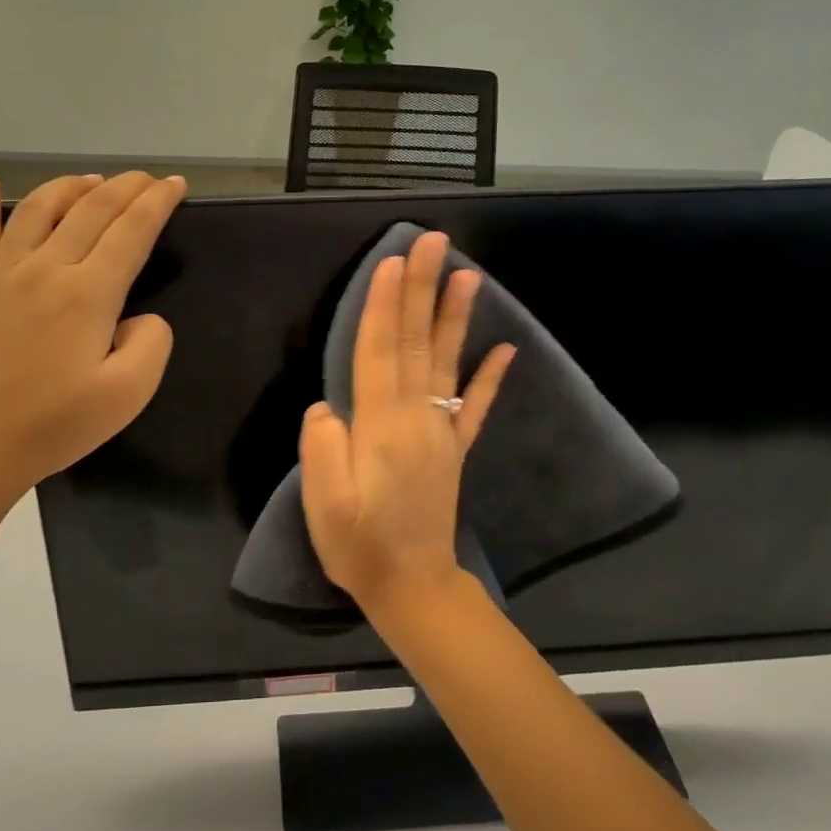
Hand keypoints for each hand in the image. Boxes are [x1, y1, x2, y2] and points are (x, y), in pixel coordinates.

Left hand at [0, 170, 185, 512]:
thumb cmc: (55, 425)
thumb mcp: (128, 395)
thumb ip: (151, 343)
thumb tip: (140, 317)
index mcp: (88, 294)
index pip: (131, 230)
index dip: (157, 202)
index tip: (176, 184)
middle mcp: (46, 268)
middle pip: (91, 208)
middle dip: (126, 186)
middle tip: (147, 178)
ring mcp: (3, 273)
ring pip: (39, 207)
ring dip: (71, 186)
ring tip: (93, 180)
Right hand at [299, 230, 515, 618]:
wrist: (412, 587)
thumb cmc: (359, 546)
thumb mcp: (325, 504)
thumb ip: (323, 448)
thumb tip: (328, 405)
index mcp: (380, 426)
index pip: (378, 352)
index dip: (383, 305)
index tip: (392, 261)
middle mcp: (416, 418)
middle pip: (414, 343)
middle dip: (420, 290)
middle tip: (432, 242)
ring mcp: (440, 432)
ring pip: (446, 363)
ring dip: (454, 317)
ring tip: (467, 274)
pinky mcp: (453, 450)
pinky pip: (476, 408)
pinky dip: (491, 377)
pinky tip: (507, 349)